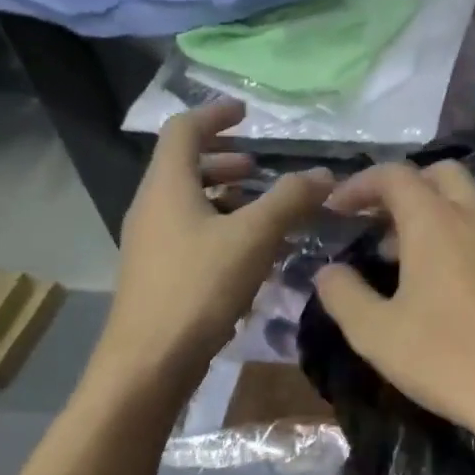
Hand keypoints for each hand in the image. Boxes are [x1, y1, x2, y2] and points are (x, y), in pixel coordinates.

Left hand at [93, 102, 332, 394]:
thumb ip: (290, 200)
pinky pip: (190, 234)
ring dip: (225, 197)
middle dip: (224, 161)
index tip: (246, 113)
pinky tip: (250, 254)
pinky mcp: (157, 273)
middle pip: (184, 167)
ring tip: (262, 209)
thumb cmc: (198, 287)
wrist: (149, 360)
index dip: (215, 115)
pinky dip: (220, 228)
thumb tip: (325, 174)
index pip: (184, 129)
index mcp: (167, 185)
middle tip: (259, 167)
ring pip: (188, 203)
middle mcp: (151, 206)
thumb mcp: (253, 237)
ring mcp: (150, 242)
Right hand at [313, 161, 474, 456]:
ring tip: (397, 256)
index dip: (358, 185)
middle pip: (437, 175)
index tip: (334, 209)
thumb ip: (343, 294)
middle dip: (401, 189)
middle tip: (373, 223)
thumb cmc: (446, 359)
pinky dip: (454, 233)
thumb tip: (328, 271)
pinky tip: (438, 281)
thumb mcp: (376, 333)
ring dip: (429, 211)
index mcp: (436, 221)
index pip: (394, 176)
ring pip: (465, 200)